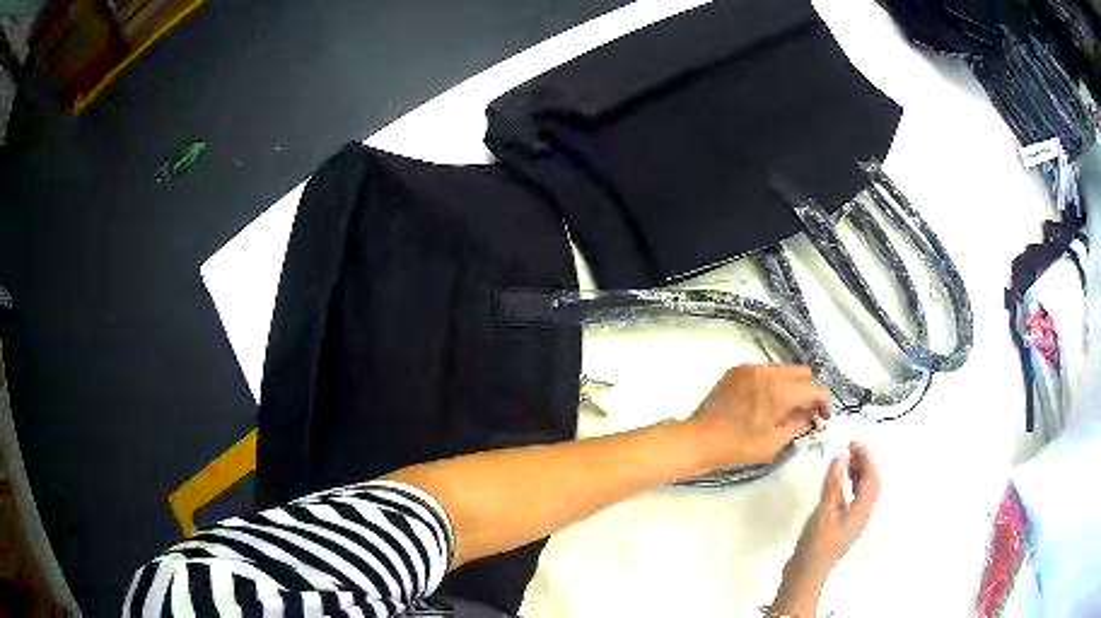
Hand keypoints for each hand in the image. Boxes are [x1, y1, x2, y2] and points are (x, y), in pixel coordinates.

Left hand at [686, 365, 829, 467]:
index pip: (814, 388)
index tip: (823, 417)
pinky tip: (766, 404)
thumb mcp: (773, 443)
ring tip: (786, 410)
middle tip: (806, 413)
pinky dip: (773, 384)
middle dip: (809, 391)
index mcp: (779, 391)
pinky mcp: (737, 371)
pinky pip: (765, 372)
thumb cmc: (737, 446)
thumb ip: (797, 426)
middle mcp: (767, 373)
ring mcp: (750, 369)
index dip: (824, 402)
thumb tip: (810, 416)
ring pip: (784, 370)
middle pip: (802, 373)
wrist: (698, 439)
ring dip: (792, 386)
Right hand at [772, 442, 880, 615]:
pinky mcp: (842, 527)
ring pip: (862, 492)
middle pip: (870, 484)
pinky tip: (837, 484)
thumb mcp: (824, 512)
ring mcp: (853, 522)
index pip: (870, 478)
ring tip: (846, 461)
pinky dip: (849, 486)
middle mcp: (862, 515)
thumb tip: (841, 458)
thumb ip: (833, 485)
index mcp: (862, 510)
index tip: (853, 443)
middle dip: (864, 464)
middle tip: (851, 448)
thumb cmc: (817, 543)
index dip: (865, 458)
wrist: (806, 573)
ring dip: (857, 474)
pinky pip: (853, 499)